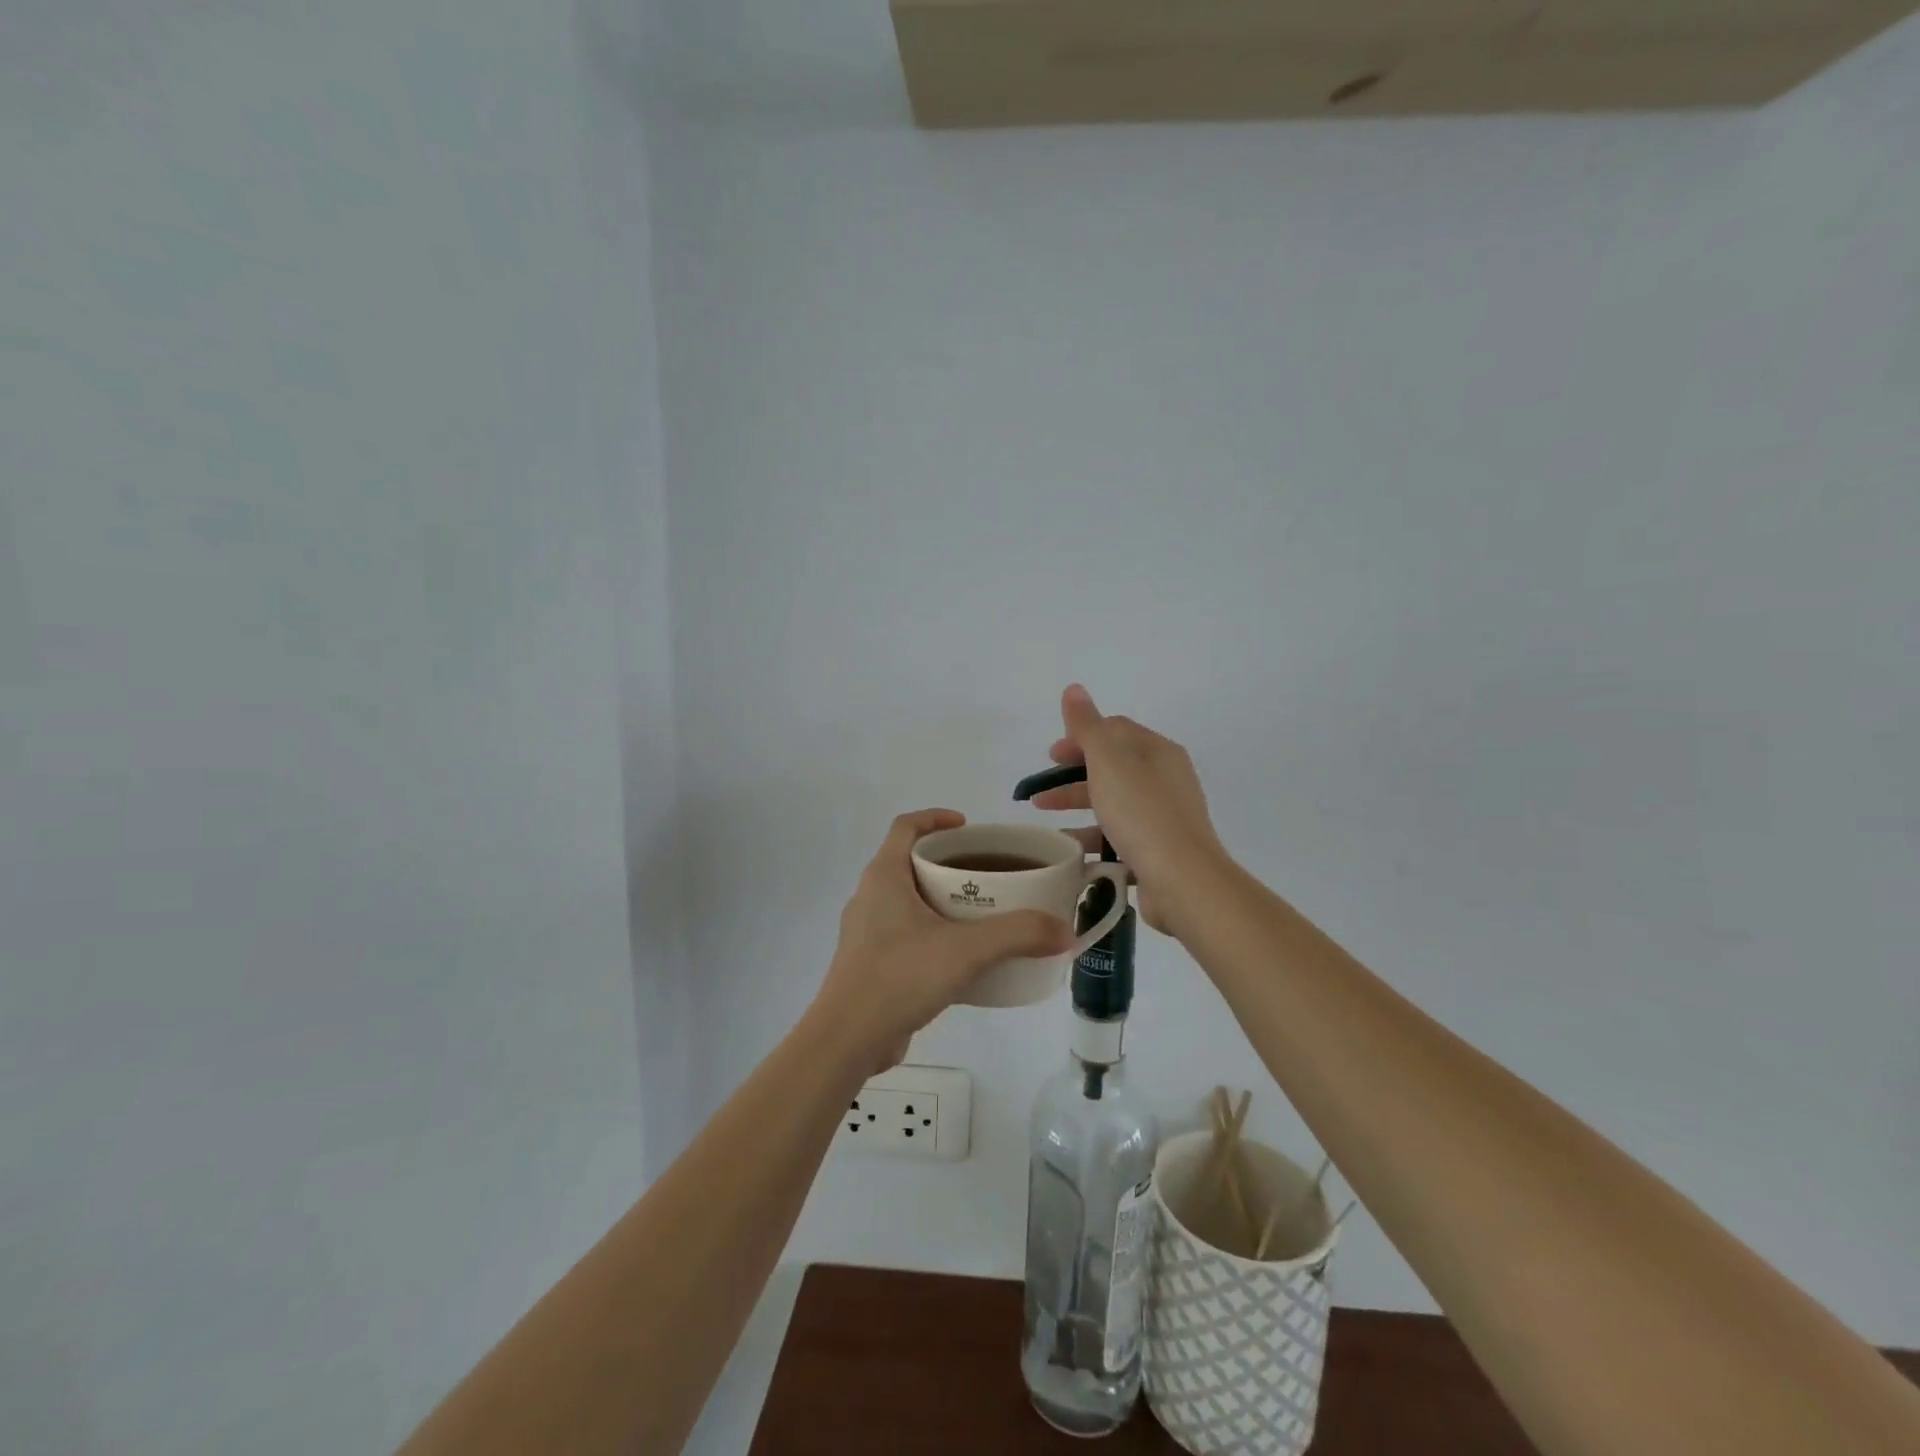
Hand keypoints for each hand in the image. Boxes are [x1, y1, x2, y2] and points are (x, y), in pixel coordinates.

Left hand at [813, 809, 1072, 1070]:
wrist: (847, 1040)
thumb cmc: (899, 977)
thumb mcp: (966, 950)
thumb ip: (1017, 935)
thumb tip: (1064, 930)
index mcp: (884, 876)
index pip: (905, 826)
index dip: (935, 817)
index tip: (968, 826)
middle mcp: (870, 896)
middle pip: (909, 861)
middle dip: (947, 862)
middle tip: (986, 873)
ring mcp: (866, 931)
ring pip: (908, 900)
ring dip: (940, 899)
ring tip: (980, 913)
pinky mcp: (870, 963)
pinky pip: (905, 933)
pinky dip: (932, 932)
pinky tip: (961, 957)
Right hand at [1029, 685, 1229, 937]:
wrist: (1183, 881)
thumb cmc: (1142, 813)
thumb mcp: (1109, 762)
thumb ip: (1087, 726)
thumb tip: (1074, 689)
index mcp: (1158, 752)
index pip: (1115, 731)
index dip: (1079, 738)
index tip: (1050, 757)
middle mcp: (1165, 780)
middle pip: (1112, 768)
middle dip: (1072, 777)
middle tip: (1040, 792)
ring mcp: (1164, 817)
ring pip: (1113, 804)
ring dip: (1078, 808)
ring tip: (1045, 823)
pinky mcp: (1158, 851)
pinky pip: (1119, 838)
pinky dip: (1092, 839)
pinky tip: (1069, 852)